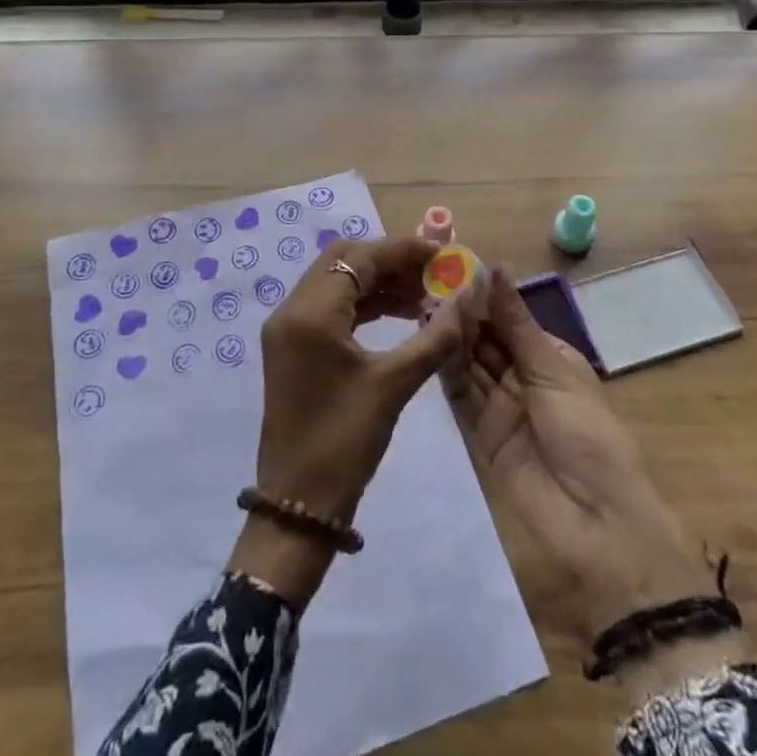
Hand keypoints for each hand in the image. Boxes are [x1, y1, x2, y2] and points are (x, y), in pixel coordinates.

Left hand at [227, 236, 464, 606]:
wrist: (297, 506)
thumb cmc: (344, 442)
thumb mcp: (393, 385)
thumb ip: (434, 337)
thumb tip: (468, 298)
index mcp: (310, 312)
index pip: (360, 257)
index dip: (402, 249)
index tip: (442, 253)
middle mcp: (292, 309)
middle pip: (344, 260)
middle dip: (390, 260)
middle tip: (432, 272)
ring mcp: (288, 328)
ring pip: (337, 281)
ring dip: (378, 282)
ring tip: (424, 295)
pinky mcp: (292, 346)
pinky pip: (330, 306)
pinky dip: (364, 303)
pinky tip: (400, 315)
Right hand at [442, 268, 708, 648]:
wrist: (596, 523)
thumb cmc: (588, 434)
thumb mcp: (553, 370)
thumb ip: (515, 322)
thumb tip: (497, 267)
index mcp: (549, 357)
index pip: (509, 318)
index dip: (484, 295)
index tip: (453, 266)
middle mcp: (522, 376)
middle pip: (486, 339)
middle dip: (463, 314)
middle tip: (430, 284)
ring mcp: (499, 405)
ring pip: (469, 362)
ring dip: (452, 337)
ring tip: (425, 305)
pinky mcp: (479, 433)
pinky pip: (460, 395)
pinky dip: (446, 369)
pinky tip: (428, 341)